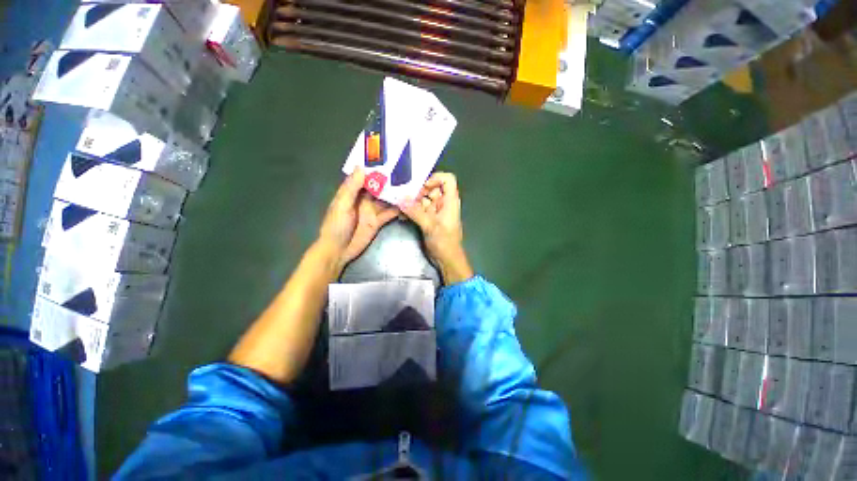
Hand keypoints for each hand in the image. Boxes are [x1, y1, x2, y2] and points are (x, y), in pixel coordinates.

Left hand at [318, 168, 398, 271]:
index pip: (365, 177)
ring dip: (396, 194)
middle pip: (378, 187)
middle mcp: (363, 199)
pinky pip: (389, 213)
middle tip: (406, 171)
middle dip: (390, 180)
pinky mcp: (378, 221)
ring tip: (410, 186)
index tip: (388, 159)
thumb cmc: (336, 226)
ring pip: (386, 199)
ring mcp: (372, 210)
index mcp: (352, 192)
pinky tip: (407, 204)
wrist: (338, 250)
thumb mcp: (342, 205)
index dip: (375, 168)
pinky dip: (398, 209)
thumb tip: (361, 167)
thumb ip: (352, 188)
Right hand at [400, 172, 473, 283]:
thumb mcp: (430, 226)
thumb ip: (415, 212)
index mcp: (449, 201)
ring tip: (398, 204)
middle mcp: (442, 203)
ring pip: (422, 199)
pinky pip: (418, 210)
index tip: (422, 186)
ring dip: (411, 201)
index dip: (435, 178)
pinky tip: (401, 215)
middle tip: (402, 195)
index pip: (448, 180)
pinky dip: (411, 210)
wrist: (446, 259)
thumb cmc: (445, 242)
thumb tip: (400, 199)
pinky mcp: (428, 219)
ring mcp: (435, 211)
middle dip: (417, 191)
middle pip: (431, 188)